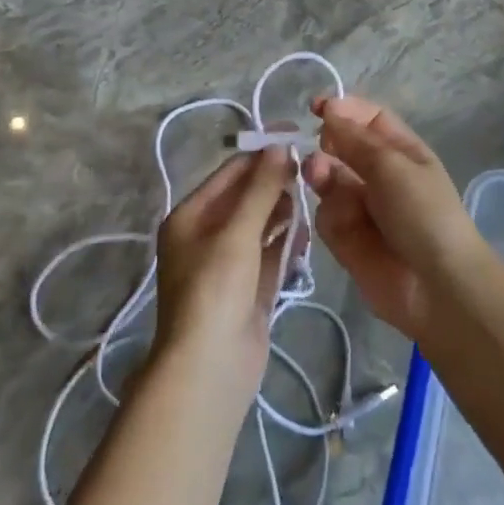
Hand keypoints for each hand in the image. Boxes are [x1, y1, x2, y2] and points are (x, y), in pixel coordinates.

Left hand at [152, 146, 292, 405]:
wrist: (209, 369)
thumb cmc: (215, 290)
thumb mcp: (237, 233)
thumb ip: (260, 188)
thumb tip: (279, 146)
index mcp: (190, 216)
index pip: (230, 172)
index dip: (261, 152)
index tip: (296, 135)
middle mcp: (206, 235)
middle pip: (246, 197)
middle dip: (275, 182)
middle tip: (312, 167)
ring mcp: (228, 263)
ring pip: (261, 224)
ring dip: (283, 210)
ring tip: (313, 194)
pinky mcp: (249, 288)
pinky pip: (270, 253)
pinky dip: (286, 240)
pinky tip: (308, 229)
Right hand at [303, 96, 487, 340]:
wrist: (435, 286)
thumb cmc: (423, 213)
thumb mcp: (393, 166)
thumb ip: (356, 139)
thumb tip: (330, 110)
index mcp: (401, 151)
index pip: (368, 118)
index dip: (343, 109)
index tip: (316, 107)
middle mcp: (380, 174)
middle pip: (342, 147)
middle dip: (327, 143)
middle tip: (317, 146)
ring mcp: (361, 206)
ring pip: (328, 179)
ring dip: (321, 174)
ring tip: (318, 178)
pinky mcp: (346, 237)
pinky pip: (326, 215)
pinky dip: (328, 214)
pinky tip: (338, 221)